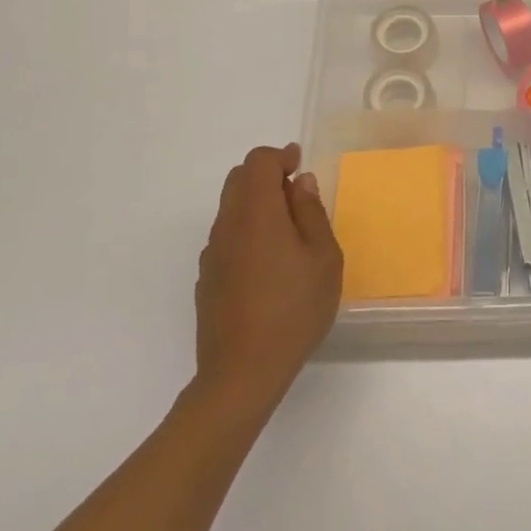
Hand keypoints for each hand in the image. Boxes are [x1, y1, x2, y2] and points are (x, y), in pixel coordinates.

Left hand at [194, 144, 342, 410]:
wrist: (242, 373)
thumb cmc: (294, 310)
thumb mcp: (323, 258)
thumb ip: (311, 212)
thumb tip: (300, 183)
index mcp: (256, 213)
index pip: (258, 162)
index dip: (281, 156)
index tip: (300, 165)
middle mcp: (227, 225)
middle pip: (238, 179)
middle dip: (266, 175)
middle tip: (297, 194)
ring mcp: (212, 253)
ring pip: (230, 208)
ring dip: (256, 203)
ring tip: (288, 230)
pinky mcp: (207, 278)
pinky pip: (226, 236)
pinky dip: (246, 230)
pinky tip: (268, 262)